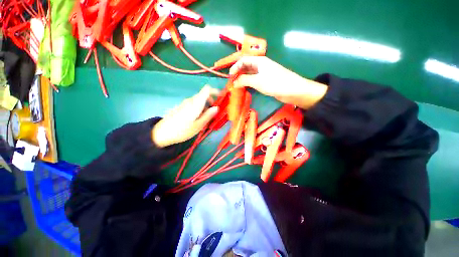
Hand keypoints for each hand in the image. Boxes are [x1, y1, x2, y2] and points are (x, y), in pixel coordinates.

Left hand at [152, 86, 218, 147]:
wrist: (162, 133)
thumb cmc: (182, 131)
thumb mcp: (198, 125)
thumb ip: (208, 115)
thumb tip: (217, 107)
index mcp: (196, 104)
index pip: (206, 89)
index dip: (215, 91)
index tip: (220, 97)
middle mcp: (190, 101)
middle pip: (203, 96)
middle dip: (210, 102)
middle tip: (213, 113)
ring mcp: (184, 103)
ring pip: (198, 101)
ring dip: (204, 107)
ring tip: (204, 119)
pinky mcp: (180, 107)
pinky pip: (192, 104)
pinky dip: (198, 109)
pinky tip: (195, 119)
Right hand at [230, 56, 327, 108]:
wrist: (292, 90)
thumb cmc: (274, 83)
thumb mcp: (257, 81)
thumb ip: (244, 81)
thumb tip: (233, 83)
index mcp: (259, 61)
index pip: (243, 60)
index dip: (235, 67)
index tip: (229, 76)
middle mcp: (261, 65)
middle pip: (246, 66)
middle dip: (238, 73)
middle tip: (232, 81)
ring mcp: (264, 73)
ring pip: (250, 74)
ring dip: (243, 78)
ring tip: (236, 85)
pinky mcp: (266, 81)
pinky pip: (255, 80)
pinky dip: (249, 83)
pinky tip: (245, 87)